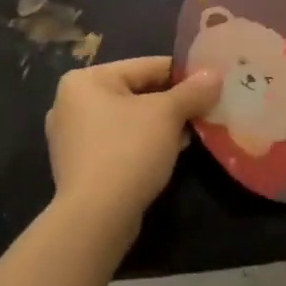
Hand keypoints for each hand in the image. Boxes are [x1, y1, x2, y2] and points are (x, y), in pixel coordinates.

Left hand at [45, 57, 220, 238]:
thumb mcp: (167, 114)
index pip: (145, 66)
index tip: (210, 83)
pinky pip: (119, 144)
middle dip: (172, 103)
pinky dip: (144, 144)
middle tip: (205, 109)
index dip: (182, 74)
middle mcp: (71, 104)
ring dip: (160, 125)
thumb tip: (215, 75)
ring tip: (193, 131)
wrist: (96, 218)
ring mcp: (72, 138)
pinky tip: (170, 153)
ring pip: (129, 120)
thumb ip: (193, 91)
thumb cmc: (128, 151)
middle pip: (136, 93)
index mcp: (85, 80)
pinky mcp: (80, 167)